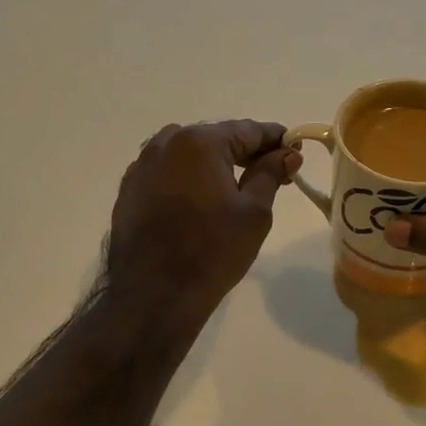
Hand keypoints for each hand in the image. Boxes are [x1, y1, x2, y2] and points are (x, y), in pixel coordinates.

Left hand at [104, 120, 301, 325]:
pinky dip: (189, 178)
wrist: (153, 295)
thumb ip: (271, 174)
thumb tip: (287, 153)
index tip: (296, 150)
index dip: (276, 139)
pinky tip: (201, 200)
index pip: (248, 130)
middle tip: (274, 173)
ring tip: (237, 188)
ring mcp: (142, 165)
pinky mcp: (130, 189)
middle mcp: (166, 143)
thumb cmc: (212, 251)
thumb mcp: (254, 212)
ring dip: (215, 163)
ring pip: (189, 153)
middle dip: (246, 152)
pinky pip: (168, 172)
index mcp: (199, 142)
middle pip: (217, 138)